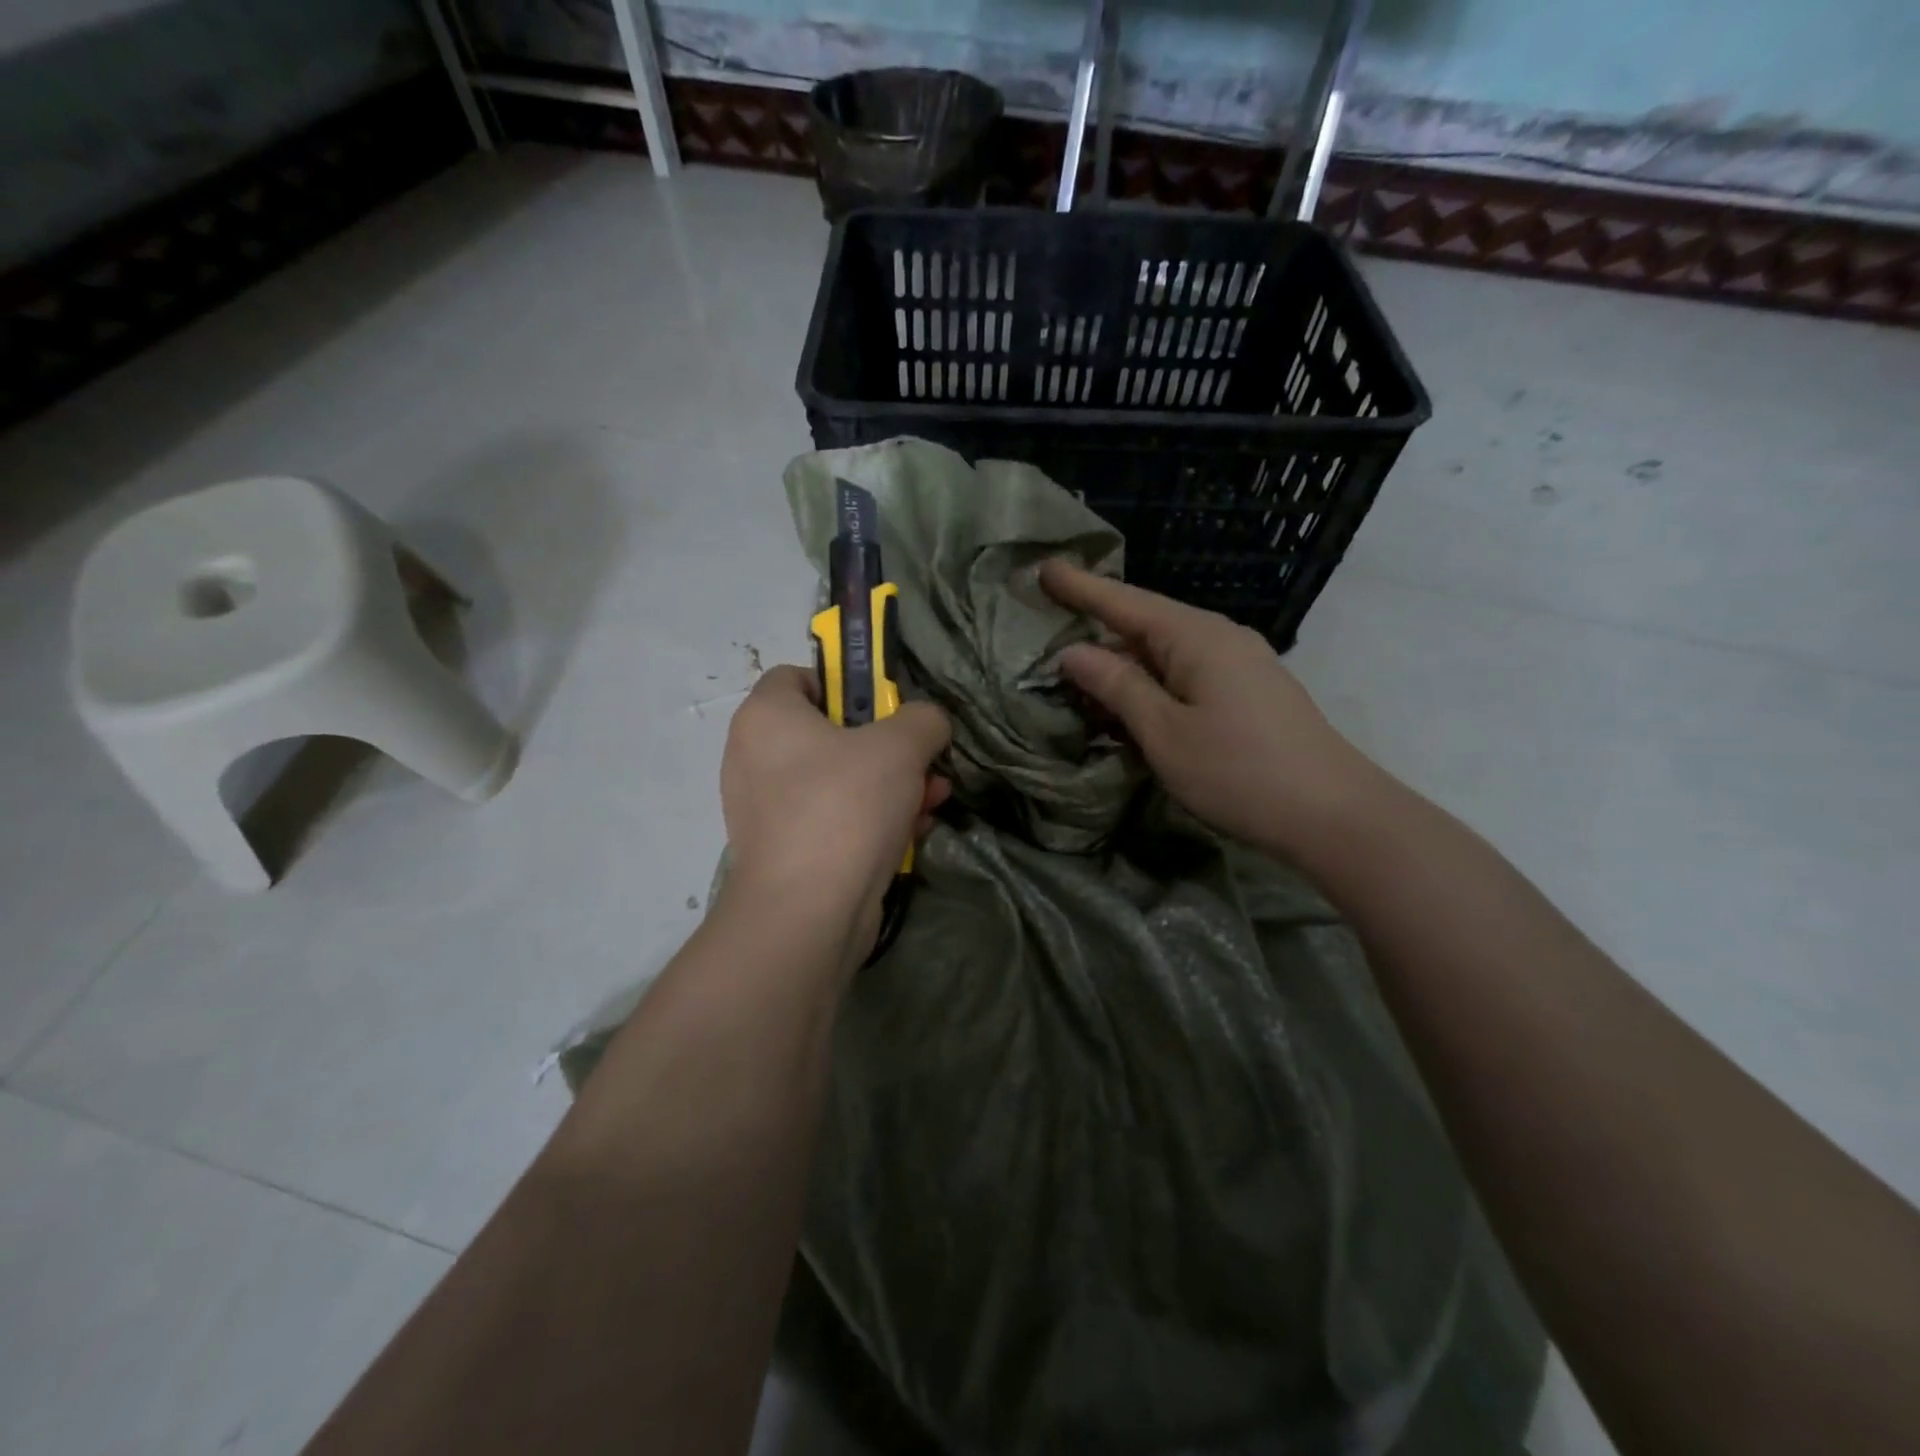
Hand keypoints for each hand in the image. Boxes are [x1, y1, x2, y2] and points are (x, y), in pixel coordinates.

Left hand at [720, 665, 950, 967]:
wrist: (808, 911)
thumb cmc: (846, 806)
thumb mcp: (901, 746)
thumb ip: (922, 720)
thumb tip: (927, 723)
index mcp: (766, 717)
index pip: (798, 677)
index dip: (845, 684)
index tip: (884, 709)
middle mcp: (754, 757)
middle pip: (827, 732)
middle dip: (885, 746)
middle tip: (922, 759)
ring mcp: (765, 809)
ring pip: (836, 780)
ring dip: (889, 785)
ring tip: (932, 798)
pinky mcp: (784, 851)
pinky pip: (831, 819)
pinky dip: (870, 820)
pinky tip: (913, 832)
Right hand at [1039, 560, 1368, 858]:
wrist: (1334, 815)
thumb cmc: (1239, 771)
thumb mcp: (1165, 732)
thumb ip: (1117, 687)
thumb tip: (1073, 652)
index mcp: (1196, 637)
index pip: (1125, 602)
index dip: (1082, 588)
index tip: (1044, 568)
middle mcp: (1220, 638)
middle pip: (1147, 623)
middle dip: (1099, 625)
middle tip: (1051, 628)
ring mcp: (1240, 664)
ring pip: (1166, 651)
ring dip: (1124, 660)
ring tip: (1081, 671)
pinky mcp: (1249, 692)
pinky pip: (1186, 673)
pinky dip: (1151, 680)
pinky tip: (1133, 701)